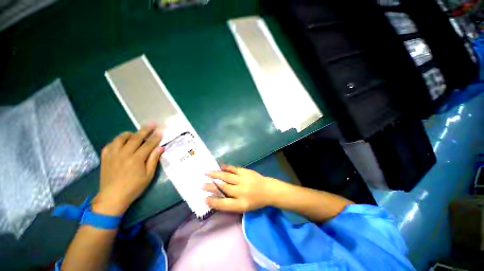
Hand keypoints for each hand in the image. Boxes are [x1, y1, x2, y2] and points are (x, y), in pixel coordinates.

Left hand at [92, 123, 163, 215]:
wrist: (112, 197)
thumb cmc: (134, 187)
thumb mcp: (148, 175)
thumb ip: (154, 160)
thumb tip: (160, 148)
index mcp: (136, 159)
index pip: (148, 144)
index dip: (155, 137)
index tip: (160, 131)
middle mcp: (124, 154)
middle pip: (136, 138)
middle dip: (146, 130)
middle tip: (152, 124)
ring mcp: (113, 155)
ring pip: (121, 138)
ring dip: (130, 134)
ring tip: (135, 134)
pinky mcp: (105, 157)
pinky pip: (110, 144)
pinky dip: (117, 141)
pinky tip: (122, 143)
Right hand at [203, 164, 282, 212]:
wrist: (269, 190)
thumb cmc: (256, 201)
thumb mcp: (244, 207)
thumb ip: (231, 204)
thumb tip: (216, 198)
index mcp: (241, 204)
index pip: (223, 204)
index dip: (213, 202)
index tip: (204, 198)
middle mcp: (241, 192)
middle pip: (223, 188)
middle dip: (211, 186)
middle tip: (201, 184)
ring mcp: (243, 180)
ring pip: (226, 177)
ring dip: (216, 175)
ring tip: (206, 173)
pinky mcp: (246, 172)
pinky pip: (234, 169)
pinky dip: (226, 167)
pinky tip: (220, 166)